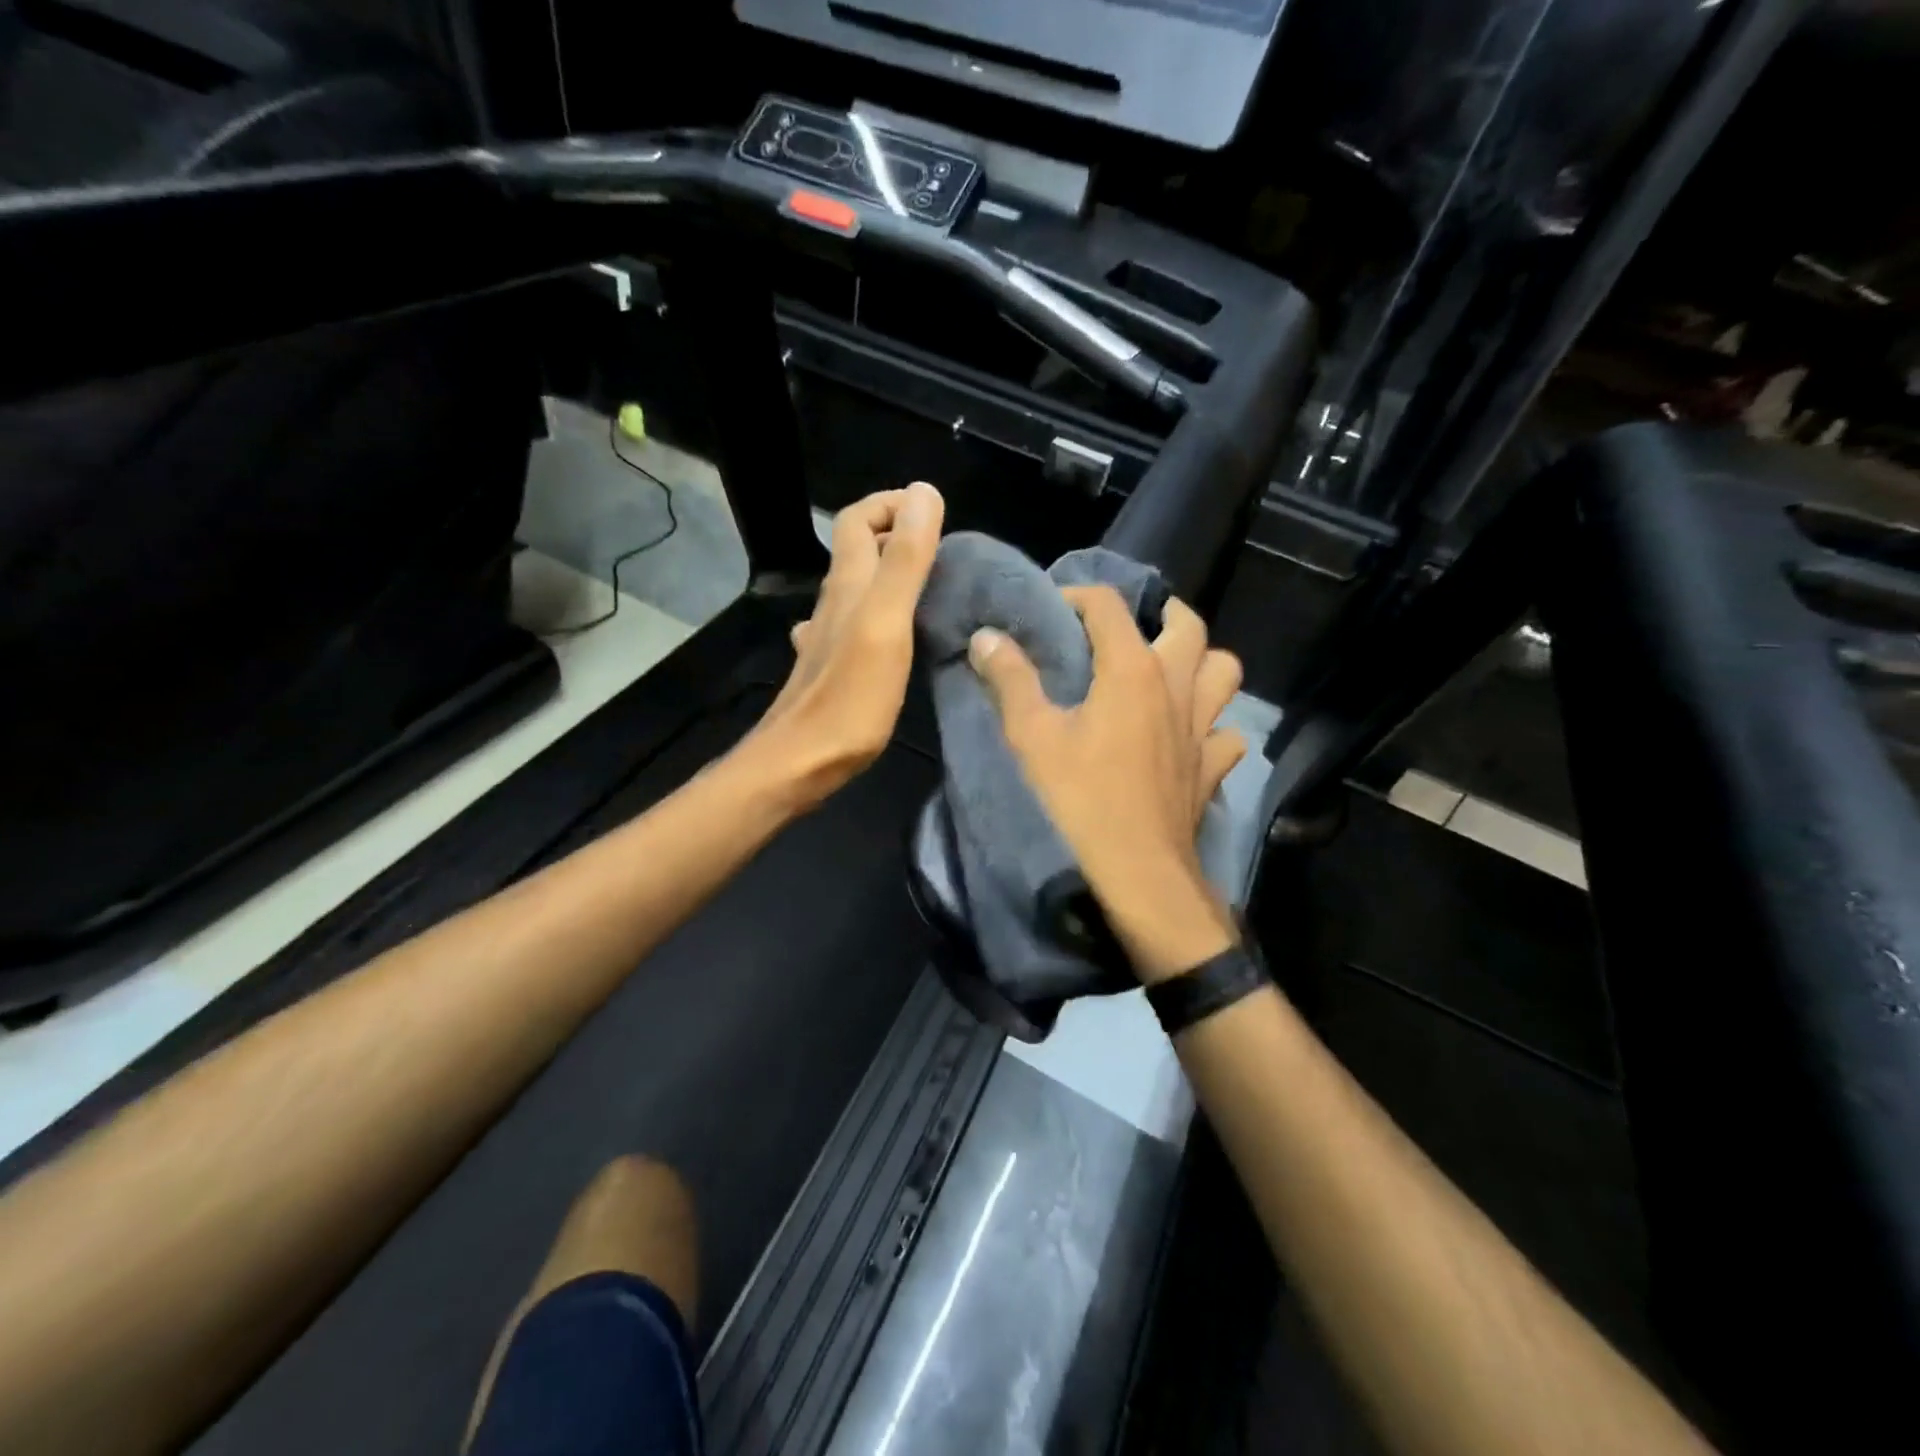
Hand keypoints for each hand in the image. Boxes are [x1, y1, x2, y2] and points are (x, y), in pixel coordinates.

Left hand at [742, 482, 944, 807]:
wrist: (800, 762)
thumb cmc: (849, 698)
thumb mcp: (887, 624)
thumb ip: (906, 561)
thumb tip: (923, 492)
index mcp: (848, 585)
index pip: (859, 519)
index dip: (891, 504)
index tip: (934, 514)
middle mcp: (833, 604)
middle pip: (856, 551)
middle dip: (895, 535)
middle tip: (942, 549)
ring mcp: (826, 639)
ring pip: (855, 590)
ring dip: (887, 576)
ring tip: (928, 587)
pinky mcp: (830, 670)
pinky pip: (852, 627)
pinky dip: (875, 616)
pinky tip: (889, 638)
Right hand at [970, 586, 1245, 981]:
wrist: (1137, 873)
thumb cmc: (1080, 800)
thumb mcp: (1031, 737)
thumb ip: (1010, 680)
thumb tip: (986, 636)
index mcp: (1132, 670)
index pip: (1109, 606)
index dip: (1078, 596)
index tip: (1053, 610)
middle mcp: (1176, 687)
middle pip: (1188, 625)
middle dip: (1162, 612)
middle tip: (1134, 625)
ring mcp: (1202, 728)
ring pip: (1223, 672)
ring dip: (1201, 662)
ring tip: (1172, 670)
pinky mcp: (1211, 768)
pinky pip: (1225, 732)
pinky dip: (1212, 725)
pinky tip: (1189, 736)